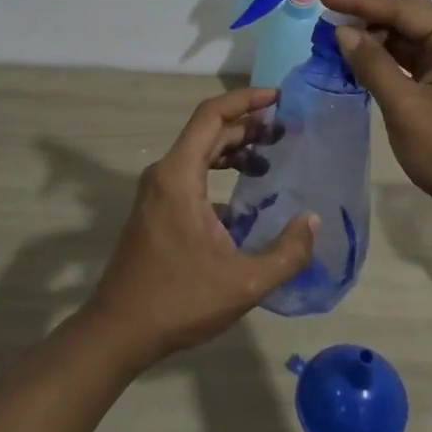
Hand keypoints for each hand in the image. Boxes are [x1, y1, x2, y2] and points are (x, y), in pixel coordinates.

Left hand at [83, 88, 316, 370]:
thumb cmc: (178, 301)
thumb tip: (313, 221)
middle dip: (248, 125)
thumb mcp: (243, 283)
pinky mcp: (156, 209)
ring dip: (235, 149)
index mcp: (179, 175)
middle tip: (286, 131)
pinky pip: (192, 175)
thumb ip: (287, 253)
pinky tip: (247, 197)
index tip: (279, 98)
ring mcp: (157, 192)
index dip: (246, 100)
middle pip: (208, 131)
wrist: (118, 332)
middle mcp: (165, 174)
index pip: (212, 115)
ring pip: (200, 152)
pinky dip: (220, 172)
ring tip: (271, 157)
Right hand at [320, 0, 431, 241]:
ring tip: (336, 34)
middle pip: (409, 14)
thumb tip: (344, 31)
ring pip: (409, 38)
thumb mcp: (407, 108)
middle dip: (369, 11)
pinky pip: (413, 61)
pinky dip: (386, 58)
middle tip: (329, 11)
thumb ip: (373, 65)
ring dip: (375, 36)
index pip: (402, 7)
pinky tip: (359, 60)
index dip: (359, 0)